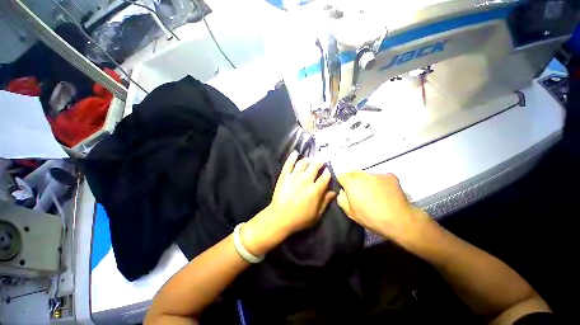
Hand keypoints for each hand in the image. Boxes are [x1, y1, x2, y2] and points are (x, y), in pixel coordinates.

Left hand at [241, 151, 334, 255]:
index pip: (325, 176)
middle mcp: (306, 180)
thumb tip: (333, 192)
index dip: (328, 172)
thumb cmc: (299, 219)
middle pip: (315, 166)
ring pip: (303, 163)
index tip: (328, 171)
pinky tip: (295, 153)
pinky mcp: (284, 176)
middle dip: (320, 162)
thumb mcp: (316, 214)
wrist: (280, 218)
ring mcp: (294, 177)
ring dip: (308, 159)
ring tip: (311, 159)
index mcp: (315, 190)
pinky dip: (292, 157)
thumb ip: (325, 202)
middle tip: (321, 161)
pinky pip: (288, 164)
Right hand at [336, 172, 431, 243]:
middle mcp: (363, 175)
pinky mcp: (390, 176)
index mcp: (352, 183)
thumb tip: (343, 191)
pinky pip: (379, 177)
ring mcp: (377, 174)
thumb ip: (341, 198)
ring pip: (367, 175)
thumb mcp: (350, 212)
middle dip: (353, 180)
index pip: (341, 175)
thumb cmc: (371, 218)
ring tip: (374, 193)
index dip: (342, 182)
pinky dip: (379, 182)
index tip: (346, 189)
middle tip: (359, 192)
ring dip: (366, 181)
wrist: (399, 220)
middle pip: (353, 173)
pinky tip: (385, 193)